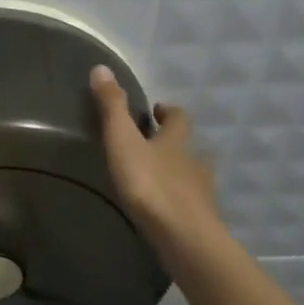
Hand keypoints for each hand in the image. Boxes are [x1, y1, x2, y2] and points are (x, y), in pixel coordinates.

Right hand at [90, 64, 224, 265]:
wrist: (184, 237)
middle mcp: (194, 162)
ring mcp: (202, 193)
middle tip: (155, 144)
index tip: (157, 109)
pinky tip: (168, 212)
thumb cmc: (151, 185)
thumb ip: (113, 108)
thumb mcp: (124, 142)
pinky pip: (192, 205)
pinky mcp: (202, 221)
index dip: (168, 111)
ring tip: (160, 180)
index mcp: (176, 141)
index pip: (178, 117)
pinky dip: (181, 202)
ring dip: (180, 173)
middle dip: (175, 143)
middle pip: (189, 146)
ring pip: (194, 176)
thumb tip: (101, 67)